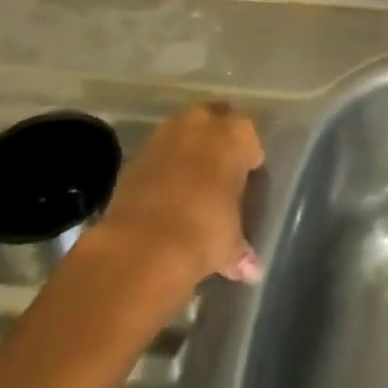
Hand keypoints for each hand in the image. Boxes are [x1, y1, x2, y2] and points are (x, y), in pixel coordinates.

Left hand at [96, 103, 263, 283]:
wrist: (143, 245)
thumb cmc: (205, 232)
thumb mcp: (230, 244)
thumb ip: (241, 249)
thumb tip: (251, 269)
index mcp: (237, 135)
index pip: (250, 136)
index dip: (248, 156)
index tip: (246, 177)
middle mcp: (203, 123)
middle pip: (216, 118)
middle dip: (217, 138)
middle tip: (219, 168)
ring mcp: (166, 134)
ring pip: (184, 131)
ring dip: (187, 147)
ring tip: (190, 179)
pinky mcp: (136, 154)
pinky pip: (157, 153)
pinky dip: (162, 166)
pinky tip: (163, 193)